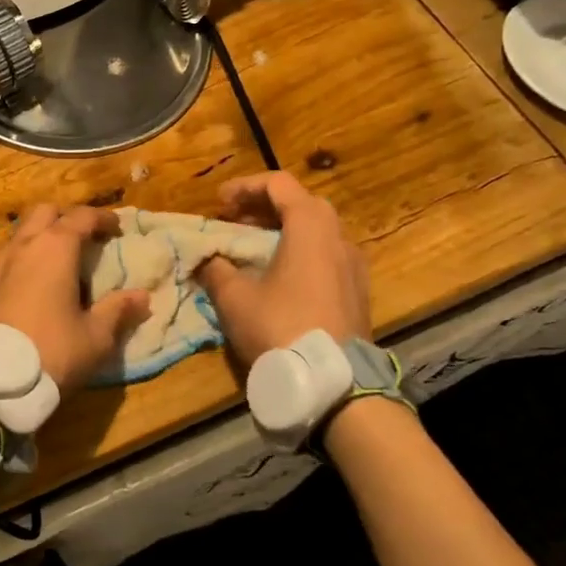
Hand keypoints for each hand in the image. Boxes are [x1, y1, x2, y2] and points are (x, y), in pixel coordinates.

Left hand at [0, 205, 150, 396]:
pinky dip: (31, 253)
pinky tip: (43, 280)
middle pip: (46, 212)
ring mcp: (3, 263)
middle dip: (68, 218)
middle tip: (88, 238)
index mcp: (55, 248)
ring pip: (24, 230)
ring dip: (45, 234)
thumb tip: (142, 297)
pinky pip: (14, 253)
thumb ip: (118, 311)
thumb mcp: (95, 336)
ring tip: (66, 258)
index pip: (81, 217)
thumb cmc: (52, 350)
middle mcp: (26, 246)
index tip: (118, 229)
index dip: (102, 219)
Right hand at [195, 172, 370, 367]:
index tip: (218, 204)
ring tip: (252, 250)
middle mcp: (338, 236)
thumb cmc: (279, 326)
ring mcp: (353, 264)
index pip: (277, 183)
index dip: (243, 187)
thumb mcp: (233, 296)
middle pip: (300, 203)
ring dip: (282, 231)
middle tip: (234, 222)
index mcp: (310, 225)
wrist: (332, 381)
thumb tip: (206, 259)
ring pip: (316, 231)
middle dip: (262, 208)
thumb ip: (216, 268)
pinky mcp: (358, 291)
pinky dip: (299, 253)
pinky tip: (278, 277)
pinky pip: (326, 256)